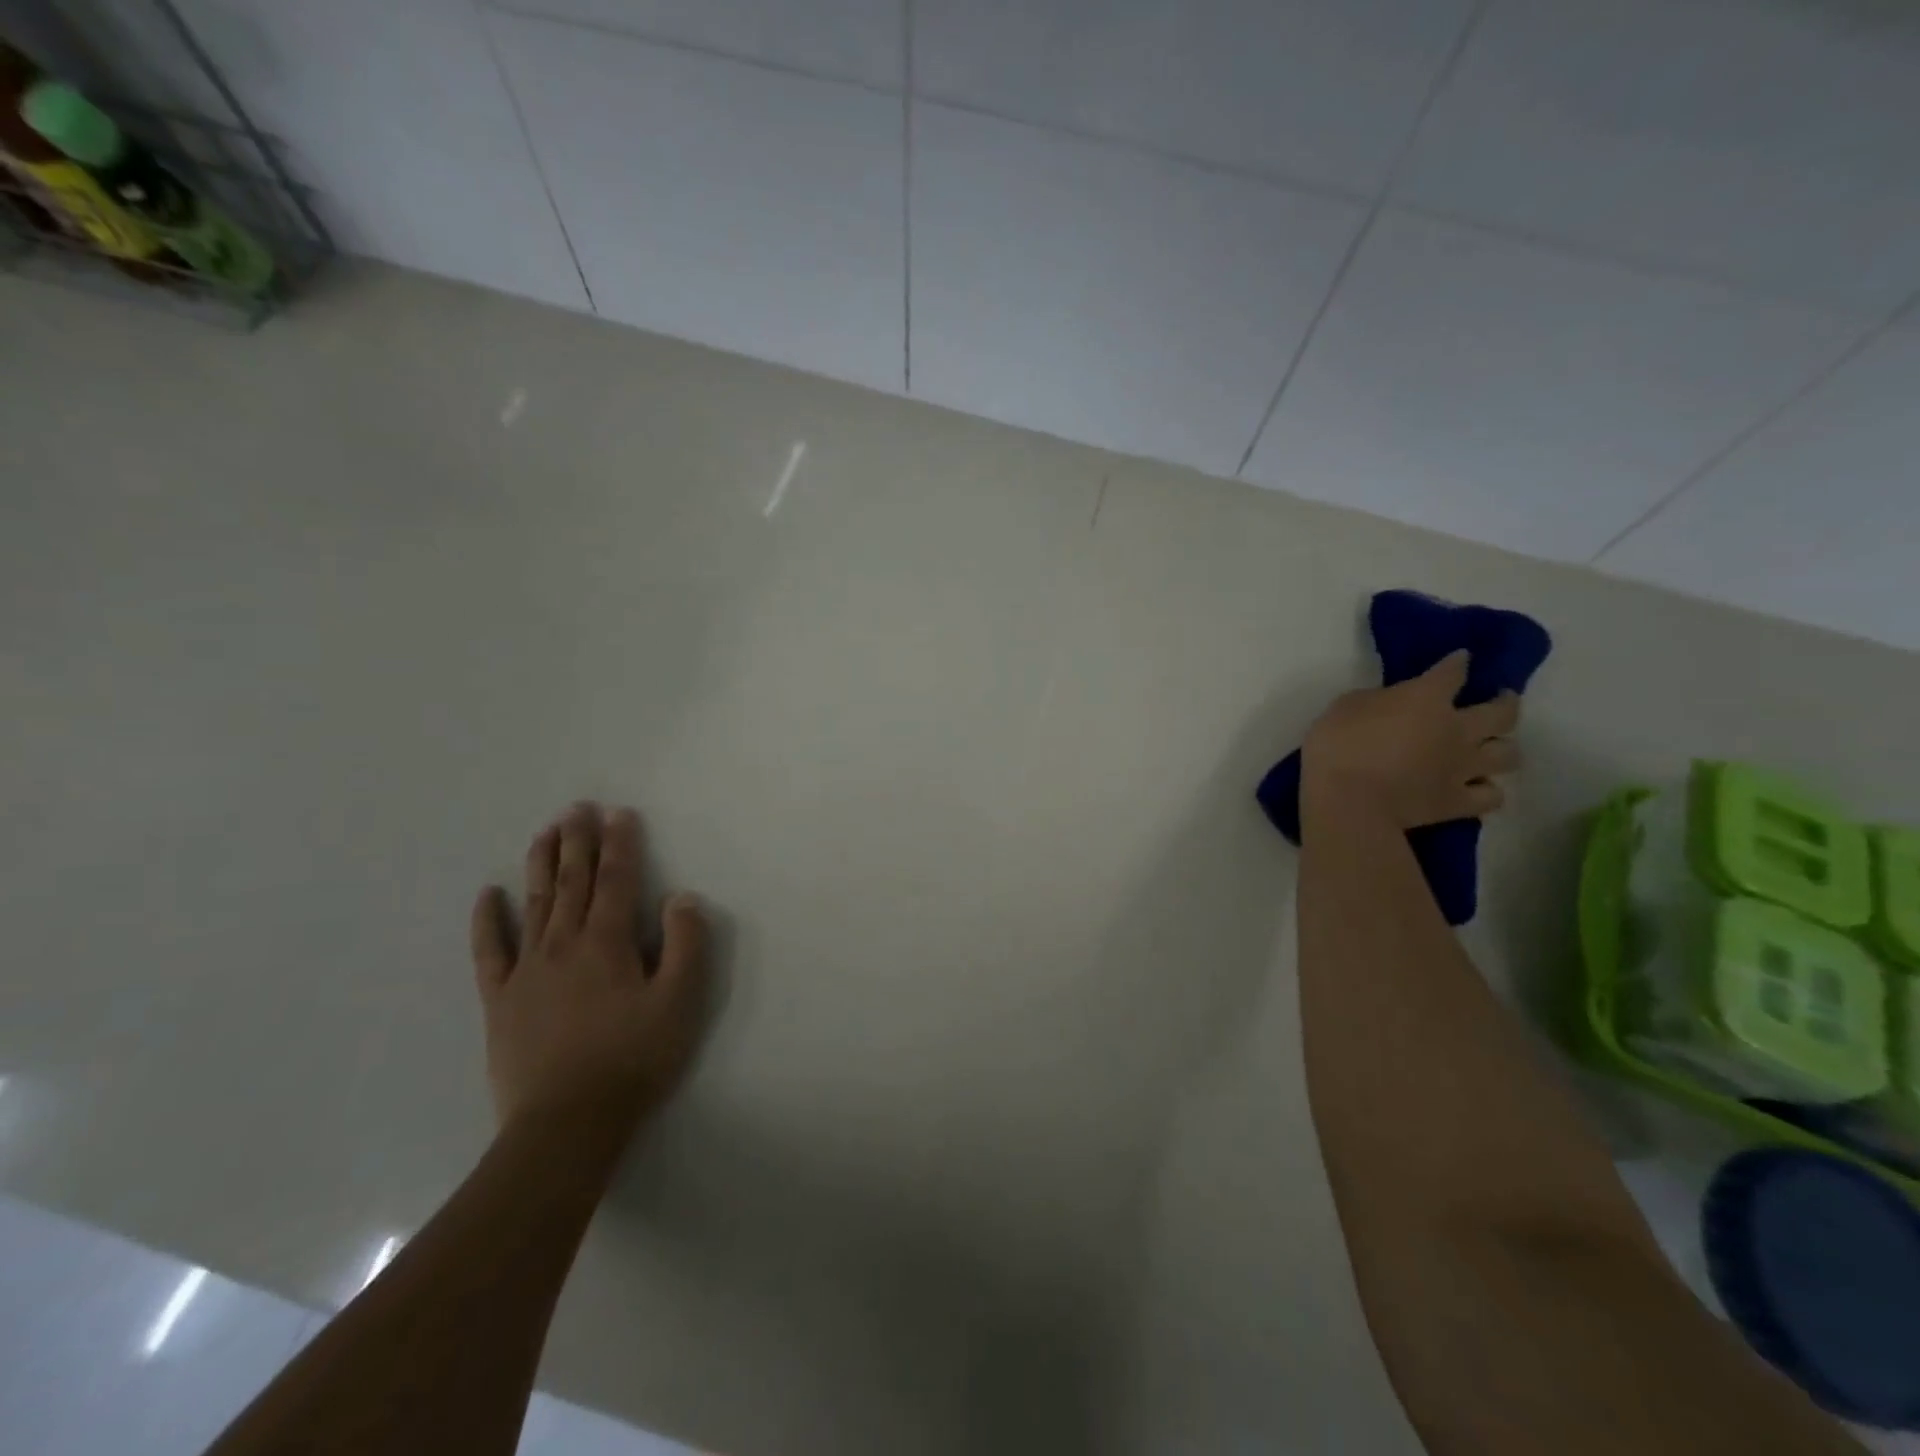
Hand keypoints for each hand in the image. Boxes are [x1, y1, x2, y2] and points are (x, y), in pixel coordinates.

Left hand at [470, 802, 709, 1133]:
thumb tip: (681, 897)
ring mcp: (527, 971)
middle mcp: (564, 944)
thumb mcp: (680, 1002)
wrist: (567, 1123)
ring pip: (535, 904)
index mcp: (607, 942)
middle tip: (577, 807)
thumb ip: (686, 944)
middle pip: (572, 882)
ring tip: (545, 832)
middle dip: (578, 842)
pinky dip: (487, 921)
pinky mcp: (500, 1000)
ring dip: (542, 865)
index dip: (620, 844)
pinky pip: (490, 952)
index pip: (616, 880)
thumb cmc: (633, 1059)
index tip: (619, 813)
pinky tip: (488, 895)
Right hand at [1302, 651, 1520, 828]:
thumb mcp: (1346, 707)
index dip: (1458, 663)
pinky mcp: (1458, 801)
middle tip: (1499, 700)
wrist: (1348, 801)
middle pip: (1503, 712)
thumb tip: (1391, 705)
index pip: (1453, 672)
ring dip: (1502, 748)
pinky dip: (1488, 790)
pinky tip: (1477, 787)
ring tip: (1490, 748)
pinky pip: (1492, 796)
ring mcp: (1463, 767)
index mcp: (1426, 698)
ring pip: (1508, 755)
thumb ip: (1377, 701)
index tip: (1461, 658)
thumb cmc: (1337, 747)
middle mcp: (1457, 729)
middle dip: (1506, 702)